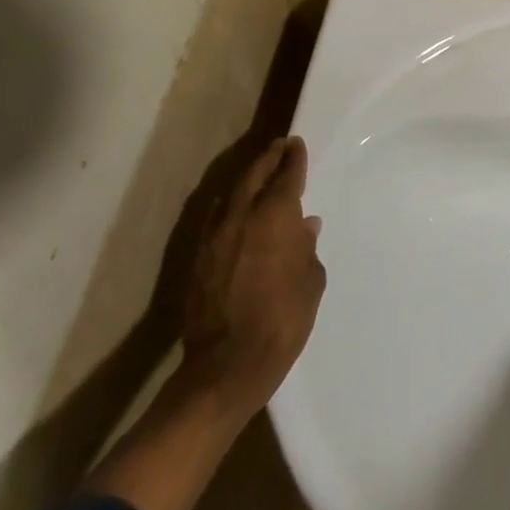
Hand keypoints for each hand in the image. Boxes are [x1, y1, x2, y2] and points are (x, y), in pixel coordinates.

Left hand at [181, 135, 325, 409]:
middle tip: (278, 147)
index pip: (286, 175)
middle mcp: (242, 215)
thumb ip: (307, 247)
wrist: (227, 365)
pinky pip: (216, 218)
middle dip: (267, 158)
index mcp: (275, 215)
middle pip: (253, 174)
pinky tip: (236, 211)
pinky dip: (230, 206)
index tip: (296, 144)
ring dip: (246, 179)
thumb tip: (304, 226)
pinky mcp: (198, 257)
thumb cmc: (283, 319)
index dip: (293, 158)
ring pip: (231, 193)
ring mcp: (214, 236)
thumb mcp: (311, 280)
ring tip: (258, 173)